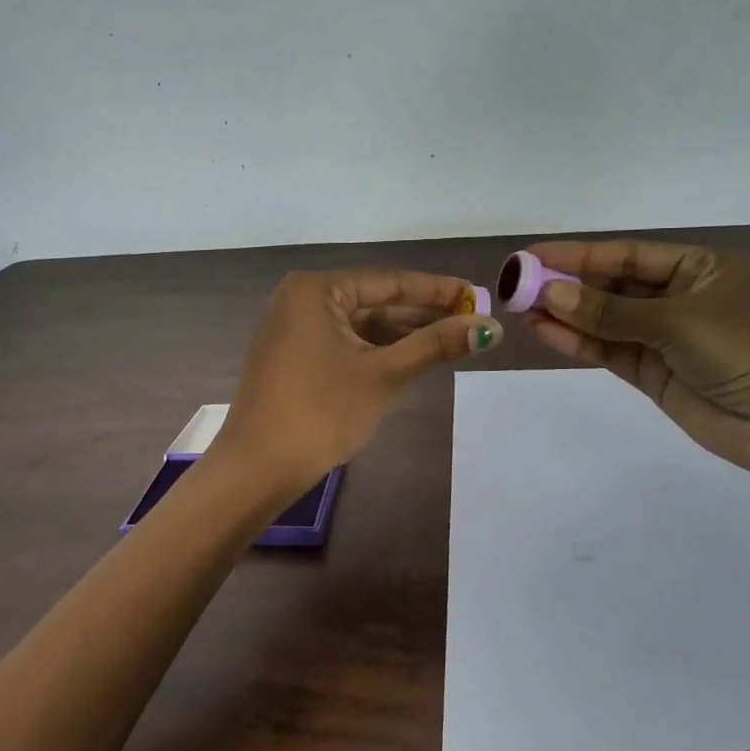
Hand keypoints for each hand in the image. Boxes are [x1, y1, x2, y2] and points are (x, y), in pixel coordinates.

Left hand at [216, 268, 501, 492]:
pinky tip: (412, 359)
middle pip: (375, 302)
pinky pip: (344, 344)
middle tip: (472, 321)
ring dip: (403, 335)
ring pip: (361, 326)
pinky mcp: (293, 358)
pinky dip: (377, 352)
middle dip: (422, 315)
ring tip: (452, 341)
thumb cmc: (321, 411)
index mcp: (315, 290)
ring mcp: (293, 330)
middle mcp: (300, 300)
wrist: (258, 468)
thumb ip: (436, 346)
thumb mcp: (383, 374)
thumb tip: (490, 327)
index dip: (437, 290)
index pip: (389, 282)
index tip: (477, 295)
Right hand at [522, 239, 749, 482]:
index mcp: (697, 269)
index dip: (577, 255)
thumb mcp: (677, 321)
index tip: (531, 256)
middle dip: (566, 285)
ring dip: (565, 315)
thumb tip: (551, 294)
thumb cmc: (747, 351)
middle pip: (611, 286)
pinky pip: (609, 351)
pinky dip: (578, 342)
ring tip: (519, 308)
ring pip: (605, 320)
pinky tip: (545, 332)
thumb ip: (610, 311)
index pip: (626, 255)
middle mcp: (677, 298)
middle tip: (516, 285)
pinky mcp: (654, 373)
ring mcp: (663, 338)